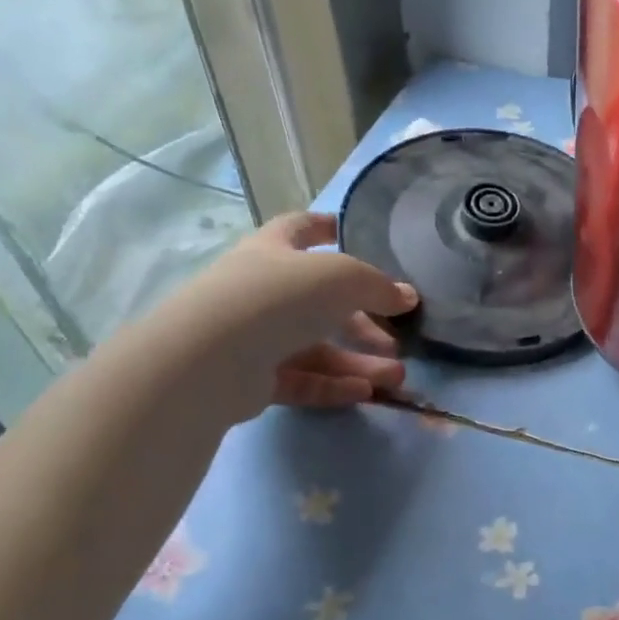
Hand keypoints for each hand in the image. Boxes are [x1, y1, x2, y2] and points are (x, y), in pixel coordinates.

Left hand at [156, 210, 417, 422]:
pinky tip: (364, 392)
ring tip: (396, 377)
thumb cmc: (278, 298)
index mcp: (274, 251)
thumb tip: (407, 297)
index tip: (351, 231)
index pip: (299, 228)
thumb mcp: (341, 278)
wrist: (211, 358)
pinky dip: (334, 384)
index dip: (325, 226)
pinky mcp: (252, 379)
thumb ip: (378, 286)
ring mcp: (254, 337)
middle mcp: (262, 290)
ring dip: (359, 361)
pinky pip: (303, 379)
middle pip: (322, 304)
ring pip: (317, 348)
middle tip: (399, 339)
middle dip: (365, 322)